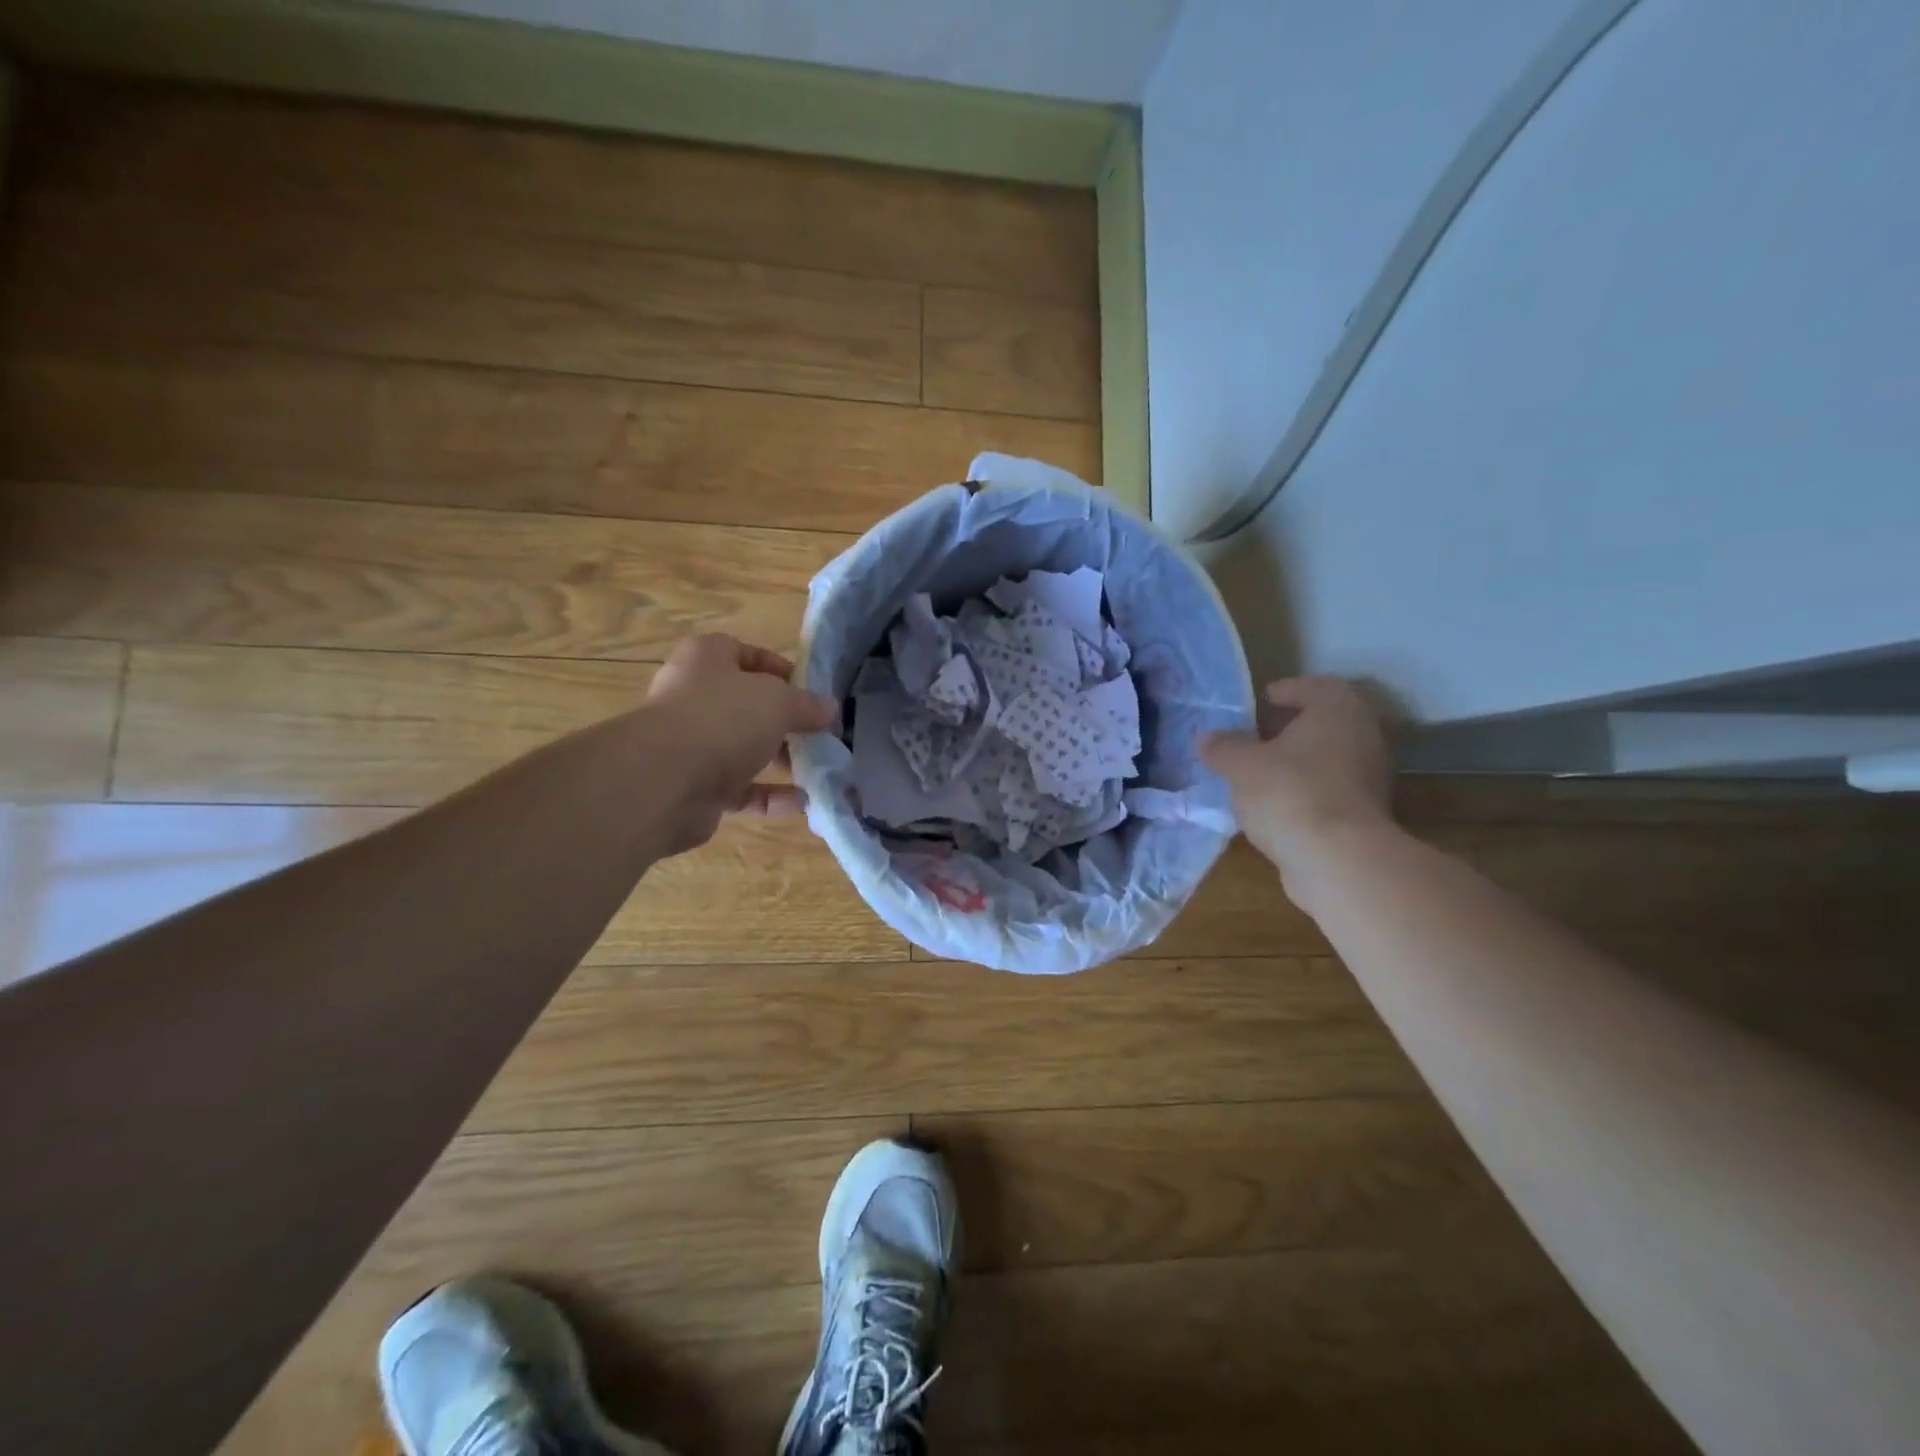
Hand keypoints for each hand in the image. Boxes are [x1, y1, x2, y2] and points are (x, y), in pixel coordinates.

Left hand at [642, 634, 836, 850]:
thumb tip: (829, 709)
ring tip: (818, 768)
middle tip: (818, 732)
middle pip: (746, 705)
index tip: (808, 687)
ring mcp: (692, 745)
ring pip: (744, 749)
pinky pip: (741, 789)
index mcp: (705, 660)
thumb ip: (806, 704)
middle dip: (784, 720)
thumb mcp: (778, 701)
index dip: (776, 666)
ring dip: (780, 759)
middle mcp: (693, 698)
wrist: (666, 781)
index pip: (742, 652)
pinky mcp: (696, 787)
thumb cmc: (723, 718)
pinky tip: (802, 802)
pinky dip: (770, 796)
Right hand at [1200, 677, 1394, 884]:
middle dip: (1289, 729)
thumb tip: (1206, 739)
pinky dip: (1306, 790)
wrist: (1339, 860)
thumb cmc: (1289, 793)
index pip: (1314, 687)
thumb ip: (1222, 748)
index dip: (1285, 692)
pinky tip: (1276, 805)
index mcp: (1337, 710)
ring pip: (1328, 757)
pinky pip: (1331, 789)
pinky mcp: (1366, 812)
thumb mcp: (1241, 766)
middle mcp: (1363, 735)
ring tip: (1259, 774)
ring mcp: (1370, 776)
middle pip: (1324, 722)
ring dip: (1297, 762)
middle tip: (1255, 737)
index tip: (1259, 704)